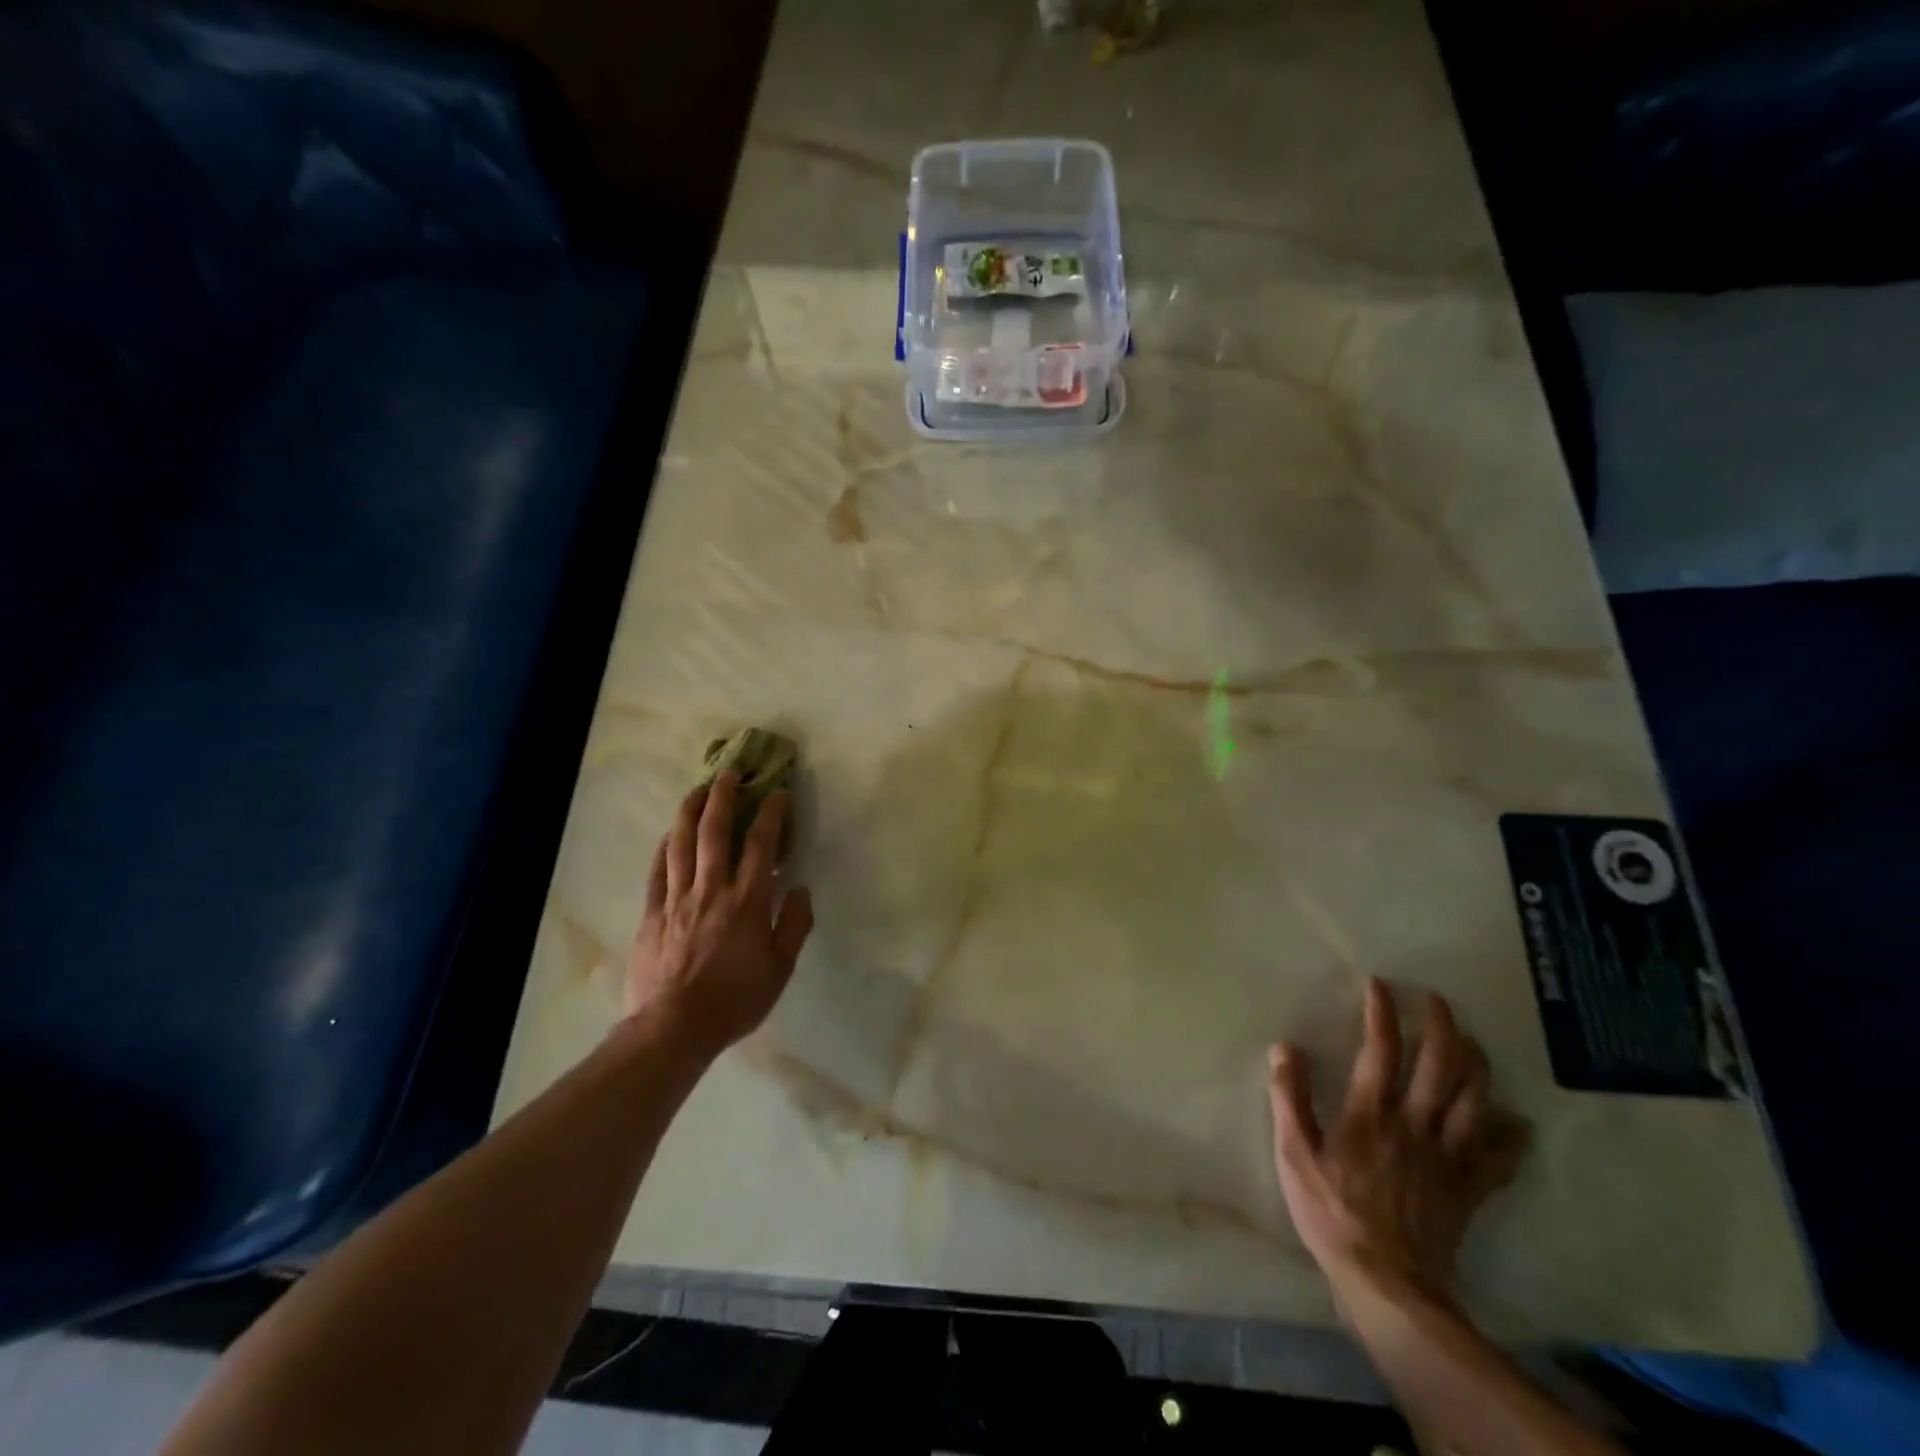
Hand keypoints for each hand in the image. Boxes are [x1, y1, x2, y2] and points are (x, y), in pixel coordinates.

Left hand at [623, 772, 814, 1056]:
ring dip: (691, 811)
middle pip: (716, 832)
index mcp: (747, 902)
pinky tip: (669, 835)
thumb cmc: (734, 1001)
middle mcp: (711, 890)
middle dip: (724, 797)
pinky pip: (657, 871)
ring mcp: (677, 899)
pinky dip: (664, 848)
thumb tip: (800, 889)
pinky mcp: (652, 914)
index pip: (761, 845)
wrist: (673, 1028)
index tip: (778, 792)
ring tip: (698, 789)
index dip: (771, 813)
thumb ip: (794, 926)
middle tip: (730, 773)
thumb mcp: (779, 970)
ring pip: (682, 844)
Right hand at [1267, 981, 1528, 1308]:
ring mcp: (1449, 1157)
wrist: (1388, 1285)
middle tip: (1437, 1000)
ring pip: (1476, 1099)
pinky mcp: (1469, 1189)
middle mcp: (1415, 1124)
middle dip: (1442, 1025)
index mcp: (1370, 1113)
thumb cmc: (1332, 1214)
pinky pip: (1500, 1157)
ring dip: (1477, 1064)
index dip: (1382, 1012)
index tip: (1380, 985)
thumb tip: (1285, 1048)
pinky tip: (1517, 1122)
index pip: (1381, 1049)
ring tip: (1472, 1042)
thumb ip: (1290, 1098)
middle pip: (1441, 1065)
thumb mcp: (1294, 1154)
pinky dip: (1512, 1136)